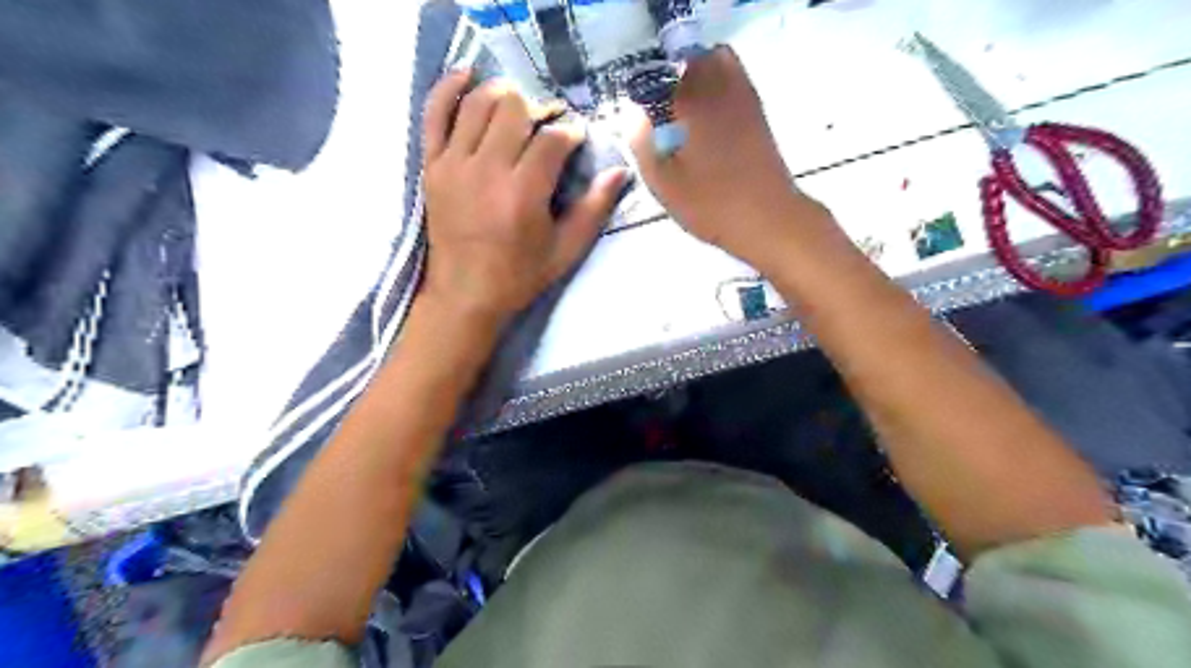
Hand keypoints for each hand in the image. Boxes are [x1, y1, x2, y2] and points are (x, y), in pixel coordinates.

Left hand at [417, 73, 626, 328]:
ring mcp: (454, 165)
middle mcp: (487, 170)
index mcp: (523, 194)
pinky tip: (466, 74)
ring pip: (478, 103)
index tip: (577, 138)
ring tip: (519, 104)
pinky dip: (448, 88)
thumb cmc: (520, 276)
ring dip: (503, 94)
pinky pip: (434, 114)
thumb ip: (594, 209)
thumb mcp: (566, 251)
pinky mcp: (432, 166)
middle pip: (515, 109)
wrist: (464, 295)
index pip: (552, 140)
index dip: (571, 131)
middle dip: (539, 109)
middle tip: (548, 125)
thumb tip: (620, 171)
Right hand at [633, 48, 831, 270]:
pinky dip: (719, 87)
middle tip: (660, 110)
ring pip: (718, 62)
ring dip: (697, 78)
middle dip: (672, 76)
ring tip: (683, 113)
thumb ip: (642, 143)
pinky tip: (708, 121)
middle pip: (692, 58)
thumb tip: (632, 114)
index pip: (662, 71)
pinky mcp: (759, 114)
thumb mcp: (664, 182)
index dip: (646, 85)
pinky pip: (736, 81)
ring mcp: (745, 98)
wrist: (768, 219)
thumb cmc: (711, 204)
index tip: (639, 108)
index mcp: (694, 101)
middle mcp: (722, 88)